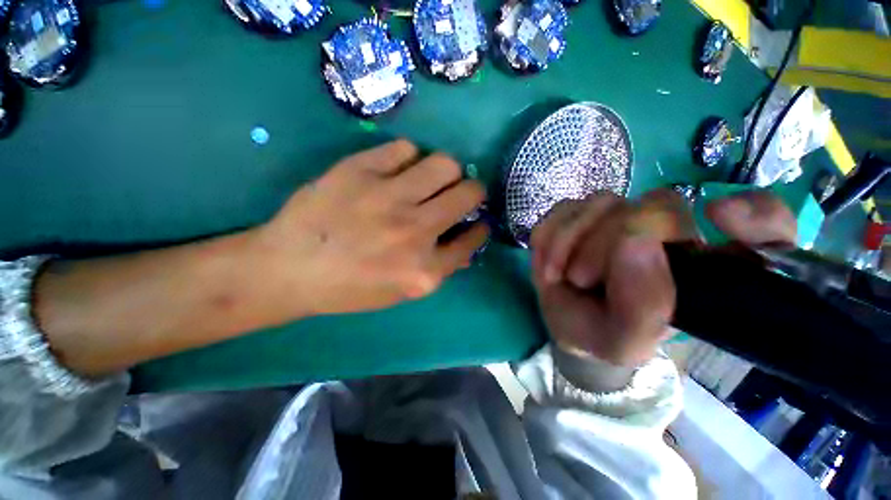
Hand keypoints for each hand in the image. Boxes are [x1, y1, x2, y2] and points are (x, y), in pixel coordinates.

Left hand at [252, 139, 487, 316]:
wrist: (290, 269)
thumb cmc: (349, 287)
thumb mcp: (400, 292)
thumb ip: (438, 269)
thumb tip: (465, 247)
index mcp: (425, 270)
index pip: (473, 239)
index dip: (480, 228)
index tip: (477, 222)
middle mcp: (415, 231)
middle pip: (469, 193)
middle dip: (474, 192)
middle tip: (461, 193)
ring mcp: (388, 197)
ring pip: (445, 164)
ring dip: (447, 171)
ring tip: (433, 179)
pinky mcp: (360, 170)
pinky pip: (405, 149)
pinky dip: (409, 158)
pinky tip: (398, 170)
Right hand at [530, 190, 795, 366]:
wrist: (566, 323)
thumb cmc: (603, 335)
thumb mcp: (625, 343)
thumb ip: (643, 309)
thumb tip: (636, 243)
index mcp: (702, 268)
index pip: (764, 226)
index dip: (755, 216)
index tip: (720, 217)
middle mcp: (669, 232)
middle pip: (656, 204)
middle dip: (607, 242)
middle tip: (580, 279)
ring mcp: (619, 216)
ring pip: (602, 202)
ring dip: (570, 240)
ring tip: (558, 274)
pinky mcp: (580, 213)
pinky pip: (564, 208)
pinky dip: (550, 235)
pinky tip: (549, 261)